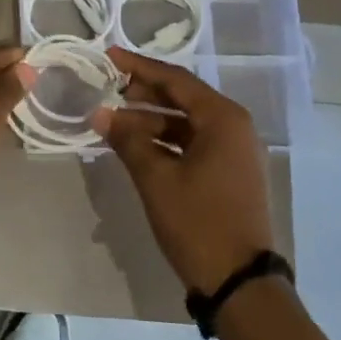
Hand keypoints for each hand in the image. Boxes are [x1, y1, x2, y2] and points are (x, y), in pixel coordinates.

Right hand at [92, 47, 276, 292]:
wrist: (239, 283)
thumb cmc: (198, 223)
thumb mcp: (156, 179)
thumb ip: (128, 140)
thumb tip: (100, 114)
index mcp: (223, 119)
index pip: (175, 80)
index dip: (139, 67)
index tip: (109, 56)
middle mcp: (234, 127)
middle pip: (184, 98)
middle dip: (144, 93)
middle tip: (108, 88)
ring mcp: (235, 152)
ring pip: (187, 122)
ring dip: (152, 119)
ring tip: (115, 119)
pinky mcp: (230, 173)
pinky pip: (194, 143)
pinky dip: (166, 141)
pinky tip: (137, 146)